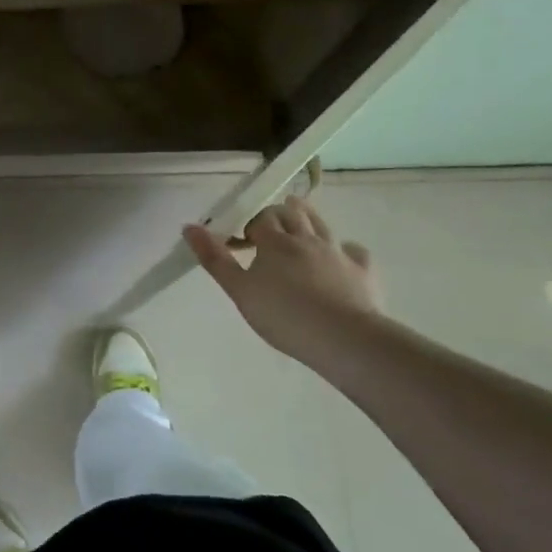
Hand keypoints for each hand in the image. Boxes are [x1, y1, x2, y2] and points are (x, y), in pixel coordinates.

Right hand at [184, 195, 377, 356]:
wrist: (344, 338)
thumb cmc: (283, 315)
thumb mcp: (239, 290)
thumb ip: (215, 259)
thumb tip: (189, 227)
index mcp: (275, 242)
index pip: (260, 218)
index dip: (249, 225)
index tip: (241, 242)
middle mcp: (307, 239)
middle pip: (291, 214)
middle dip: (277, 214)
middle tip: (267, 228)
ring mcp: (337, 252)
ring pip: (321, 225)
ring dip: (308, 217)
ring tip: (299, 216)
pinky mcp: (363, 271)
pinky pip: (354, 251)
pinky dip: (345, 249)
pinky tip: (342, 256)